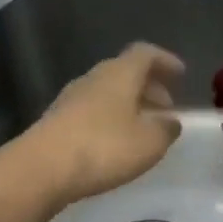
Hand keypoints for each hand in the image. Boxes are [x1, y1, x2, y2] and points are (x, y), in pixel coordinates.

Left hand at [19, 42, 183, 206]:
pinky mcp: (57, 120)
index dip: (165, 61)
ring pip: (108, 92)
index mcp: (119, 74)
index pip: (145, 53)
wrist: (42, 168)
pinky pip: (92, 110)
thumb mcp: (149, 142)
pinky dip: (110, 119)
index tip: (181, 74)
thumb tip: (171, 121)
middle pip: (125, 72)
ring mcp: (71, 98)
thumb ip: (166, 129)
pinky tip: (116, 142)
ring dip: (129, 104)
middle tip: (166, 106)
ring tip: (144, 128)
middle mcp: (94, 78)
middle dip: (149, 86)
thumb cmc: (104, 148)